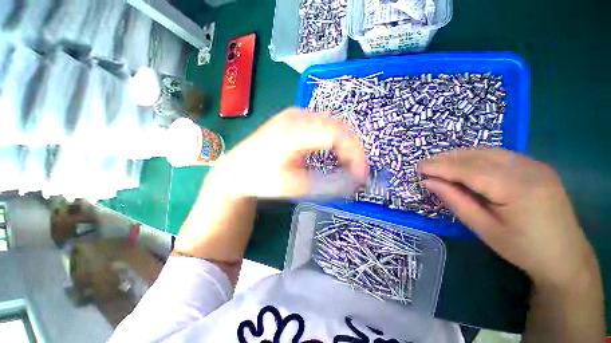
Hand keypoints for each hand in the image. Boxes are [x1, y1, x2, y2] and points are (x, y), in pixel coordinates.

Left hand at [208, 108, 368, 198]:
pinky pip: (323, 125)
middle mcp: (296, 116)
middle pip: (338, 126)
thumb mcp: (294, 186)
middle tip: (357, 172)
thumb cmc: (261, 179)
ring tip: (348, 164)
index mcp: (294, 132)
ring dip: (345, 144)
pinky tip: (333, 153)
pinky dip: (334, 139)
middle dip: (353, 150)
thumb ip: (326, 184)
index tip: (362, 175)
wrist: (236, 169)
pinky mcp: (294, 118)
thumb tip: (355, 183)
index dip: (355, 154)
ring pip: (333, 124)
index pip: (337, 135)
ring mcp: (295, 114)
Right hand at [418, 148, 597, 287]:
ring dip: (460, 156)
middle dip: (447, 158)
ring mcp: (535, 165)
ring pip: (488, 152)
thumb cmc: (523, 249)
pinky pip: (499, 155)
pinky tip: (464, 165)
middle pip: (478, 156)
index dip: (440, 166)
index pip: (469, 170)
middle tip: (425, 164)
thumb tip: (430, 182)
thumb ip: (455, 201)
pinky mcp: (536, 167)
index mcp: (517, 188)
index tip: (418, 167)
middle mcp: (528, 169)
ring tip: (439, 163)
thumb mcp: (484, 229)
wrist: (565, 256)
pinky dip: (476, 157)